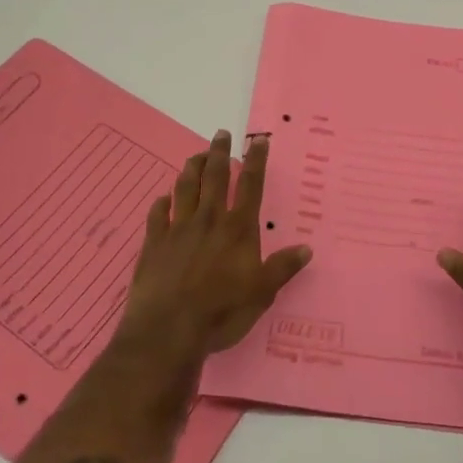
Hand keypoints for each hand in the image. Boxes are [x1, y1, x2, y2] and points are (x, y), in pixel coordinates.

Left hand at [119, 130, 311, 362]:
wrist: (168, 329)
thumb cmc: (221, 311)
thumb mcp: (262, 293)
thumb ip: (283, 268)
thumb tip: (307, 248)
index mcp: (238, 228)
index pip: (251, 186)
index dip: (256, 161)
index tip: (258, 140)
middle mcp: (209, 220)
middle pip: (215, 177)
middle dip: (220, 153)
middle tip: (221, 133)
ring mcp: (178, 228)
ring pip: (186, 187)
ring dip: (192, 168)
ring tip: (197, 155)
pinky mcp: (154, 243)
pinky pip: (158, 214)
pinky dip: (162, 202)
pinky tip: (164, 198)